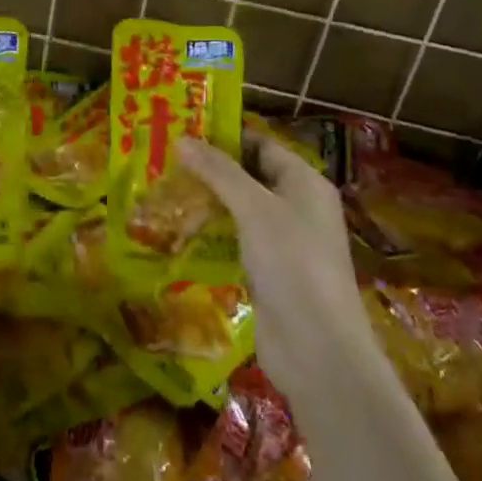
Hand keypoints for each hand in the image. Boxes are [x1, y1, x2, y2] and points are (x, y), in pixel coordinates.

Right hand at [178, 131, 381, 405]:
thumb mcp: (253, 208)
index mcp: (304, 183)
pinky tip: (179, 232)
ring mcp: (284, 243)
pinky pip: (237, 242)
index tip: (182, 130)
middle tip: (164, 160)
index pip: (261, 145)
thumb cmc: (292, 264)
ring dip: (207, 203)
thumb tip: (182, 139)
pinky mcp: (269, 274)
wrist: (318, 350)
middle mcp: (298, 207)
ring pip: (240, 211)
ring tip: (163, 191)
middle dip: (210, 170)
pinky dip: (212, 234)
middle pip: (249, 176)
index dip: (224, 136)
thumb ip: (218, 172)